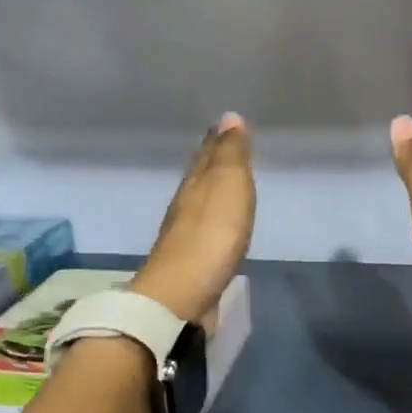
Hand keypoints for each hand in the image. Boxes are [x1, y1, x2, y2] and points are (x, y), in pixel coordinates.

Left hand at [132, 113, 256, 321]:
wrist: (182, 295)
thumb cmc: (211, 236)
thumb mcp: (228, 186)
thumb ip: (230, 154)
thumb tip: (229, 117)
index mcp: (195, 183)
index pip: (207, 153)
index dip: (218, 139)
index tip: (226, 125)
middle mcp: (185, 204)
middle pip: (199, 176)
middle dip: (211, 161)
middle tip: (223, 146)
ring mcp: (184, 234)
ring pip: (199, 201)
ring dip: (210, 189)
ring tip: (223, 182)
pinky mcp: (190, 262)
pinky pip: (204, 228)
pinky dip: (212, 218)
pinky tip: (217, 224)